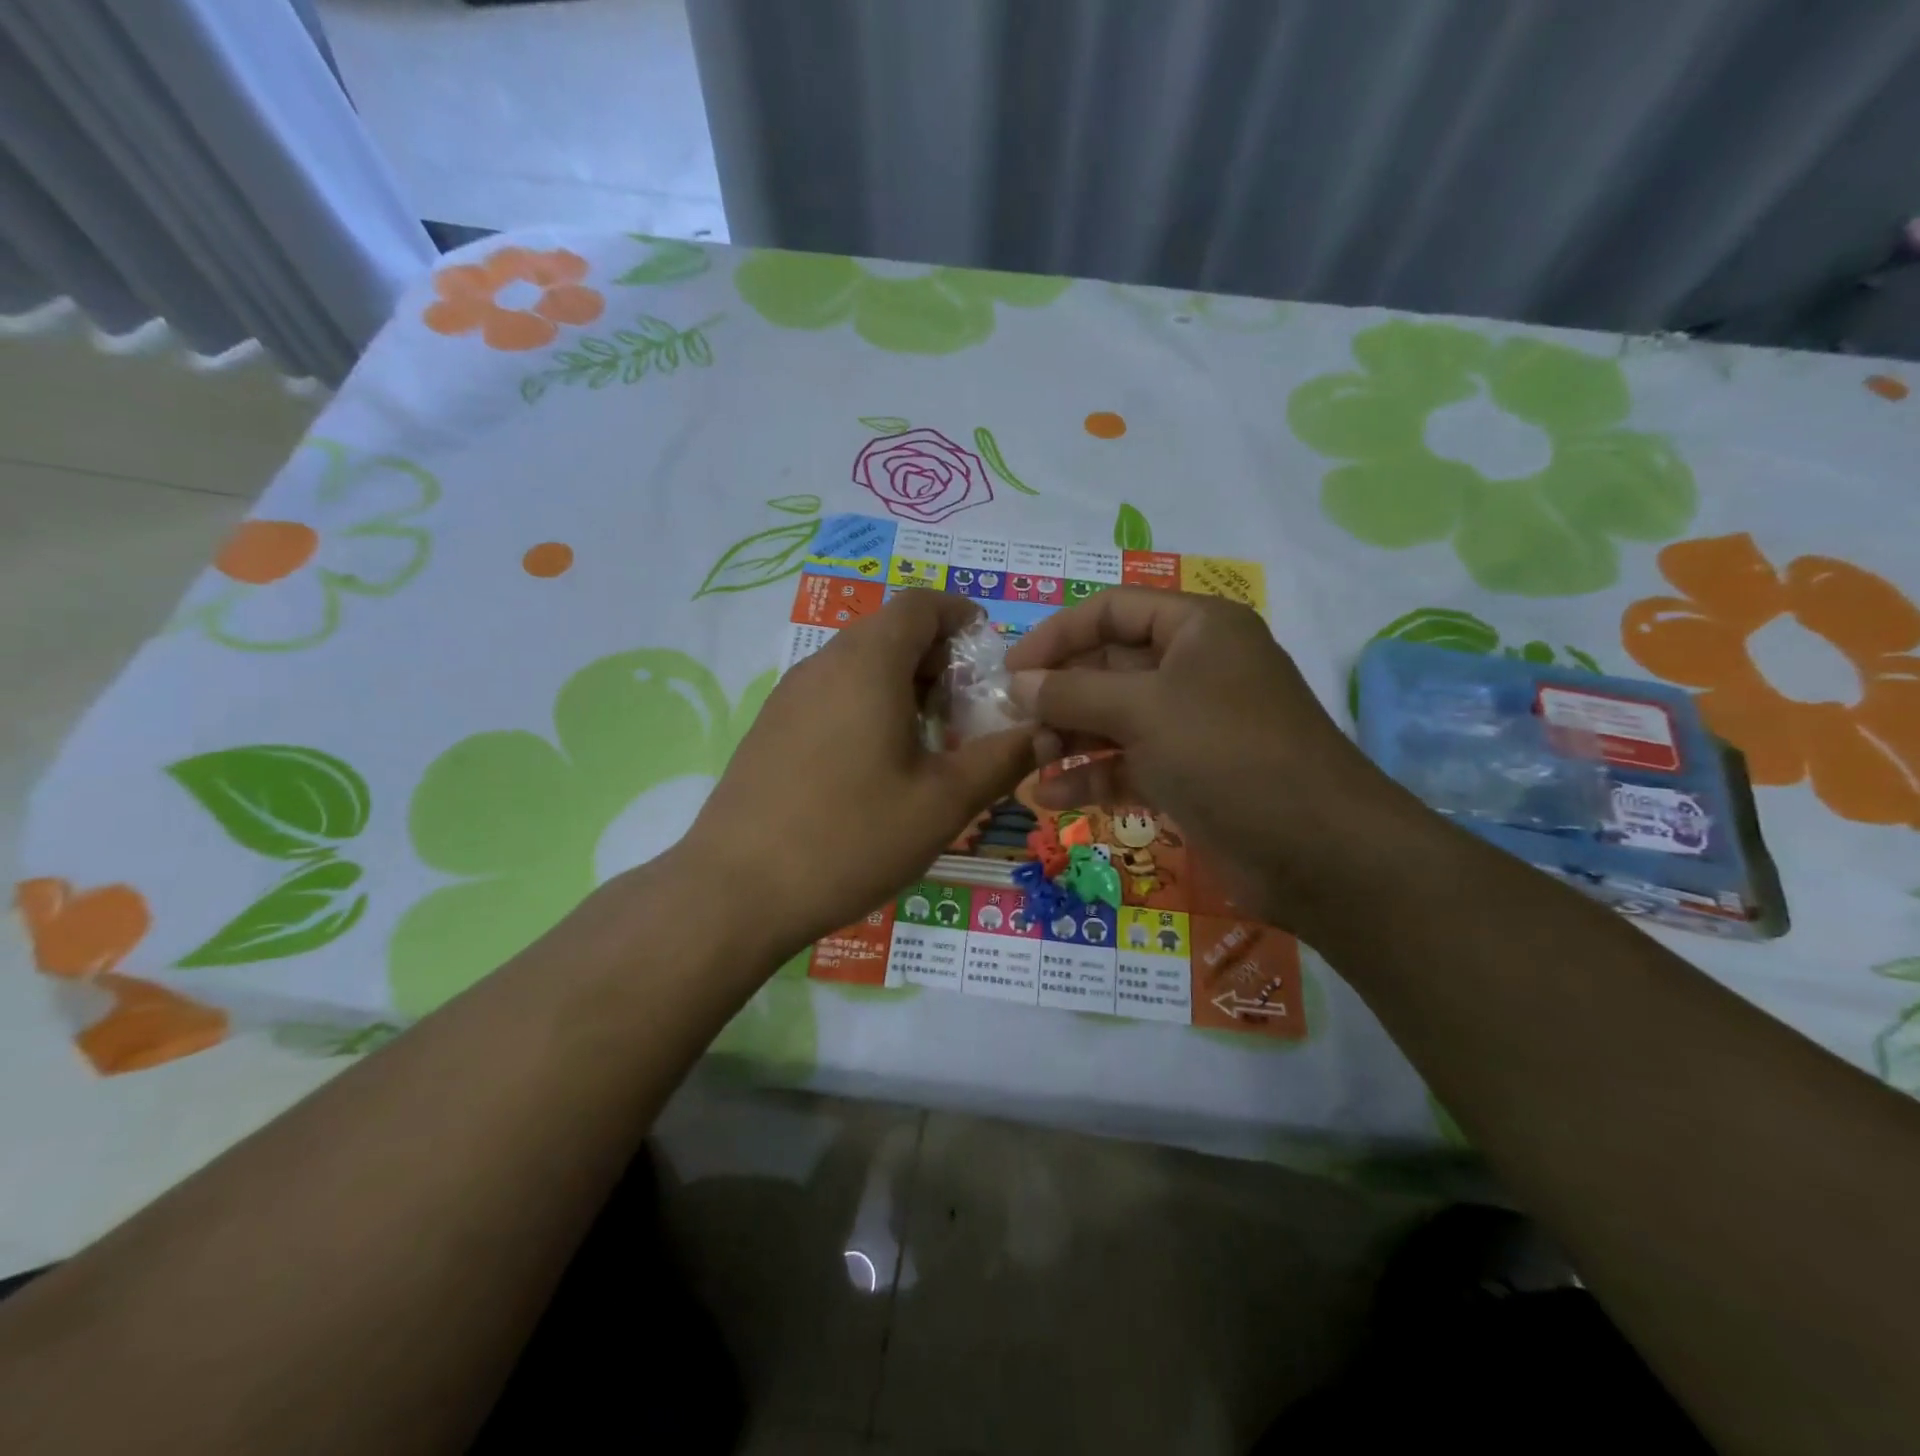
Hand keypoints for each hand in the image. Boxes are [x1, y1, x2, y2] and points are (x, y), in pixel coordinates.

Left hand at [681, 590, 1033, 957]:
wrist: (736, 891)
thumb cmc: (851, 837)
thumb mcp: (943, 802)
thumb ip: (1001, 759)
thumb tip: (1045, 732)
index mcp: (867, 663)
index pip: (919, 604)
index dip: (960, 614)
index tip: (989, 649)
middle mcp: (823, 664)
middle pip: (888, 633)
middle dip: (936, 658)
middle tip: (968, 708)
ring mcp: (788, 696)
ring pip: (857, 665)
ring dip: (901, 685)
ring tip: (928, 740)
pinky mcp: (769, 729)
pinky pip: (830, 695)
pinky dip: (866, 706)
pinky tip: (877, 766)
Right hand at [1003, 587, 1409, 925]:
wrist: (1315, 850)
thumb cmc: (1227, 753)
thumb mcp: (1144, 710)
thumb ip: (1073, 692)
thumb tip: (1018, 683)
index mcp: (1196, 628)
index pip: (1111, 611)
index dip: (1057, 635)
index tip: (1010, 670)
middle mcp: (1193, 669)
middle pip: (1107, 667)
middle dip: (1058, 694)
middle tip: (1009, 721)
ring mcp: (1190, 725)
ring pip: (1113, 719)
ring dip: (1067, 738)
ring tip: (1027, 761)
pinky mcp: (1186, 775)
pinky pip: (1126, 763)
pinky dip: (1090, 776)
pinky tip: (1049, 796)